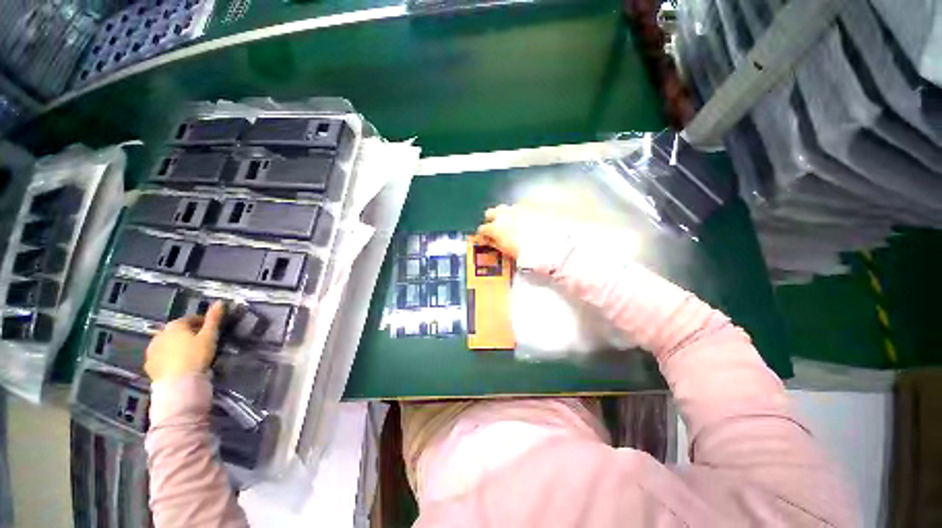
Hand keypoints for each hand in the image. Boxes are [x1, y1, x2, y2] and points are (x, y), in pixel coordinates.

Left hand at [144, 301, 224, 382]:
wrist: (178, 383)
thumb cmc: (196, 356)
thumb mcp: (210, 336)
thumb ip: (214, 319)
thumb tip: (220, 301)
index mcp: (175, 325)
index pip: (190, 319)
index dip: (202, 323)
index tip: (211, 330)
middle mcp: (160, 334)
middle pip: (176, 331)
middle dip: (187, 334)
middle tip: (201, 342)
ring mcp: (152, 351)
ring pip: (167, 344)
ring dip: (177, 346)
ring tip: (190, 354)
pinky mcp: (149, 365)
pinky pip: (161, 357)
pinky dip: (168, 358)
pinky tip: (178, 365)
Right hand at [477, 204, 562, 259]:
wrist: (553, 241)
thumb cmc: (529, 252)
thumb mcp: (508, 252)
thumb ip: (497, 244)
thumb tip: (491, 241)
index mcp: (496, 228)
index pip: (483, 229)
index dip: (483, 235)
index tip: (486, 239)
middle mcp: (504, 214)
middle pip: (491, 213)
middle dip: (492, 219)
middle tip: (497, 228)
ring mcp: (518, 207)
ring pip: (506, 208)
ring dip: (506, 215)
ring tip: (514, 225)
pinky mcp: (531, 204)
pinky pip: (521, 206)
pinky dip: (522, 213)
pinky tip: (529, 220)